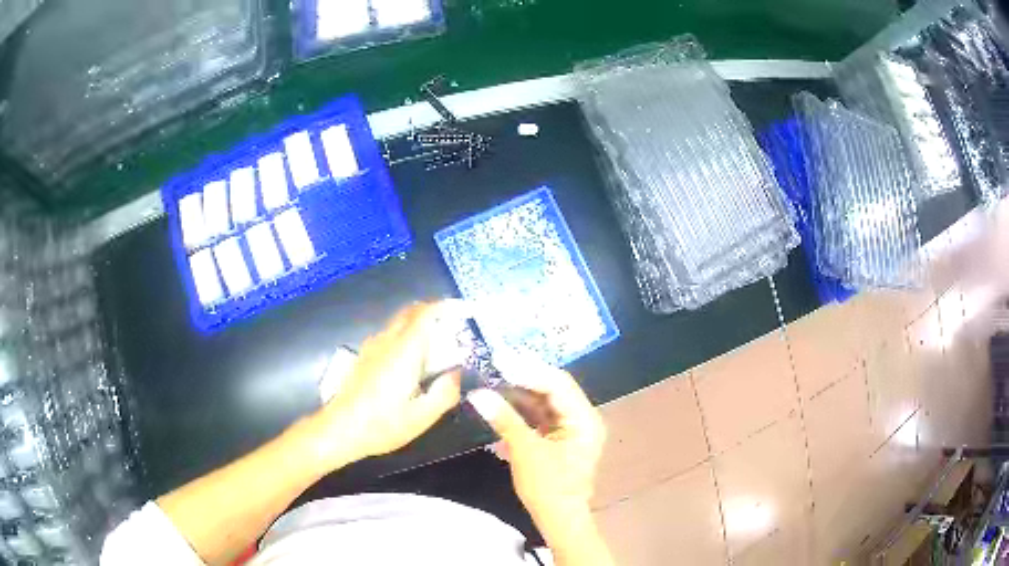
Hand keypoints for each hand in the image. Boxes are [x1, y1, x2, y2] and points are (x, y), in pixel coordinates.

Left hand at [308, 301, 464, 468]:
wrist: (339, 429)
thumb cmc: (382, 425)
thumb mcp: (422, 417)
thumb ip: (445, 392)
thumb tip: (457, 373)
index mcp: (404, 351)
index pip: (425, 314)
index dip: (445, 307)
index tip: (463, 310)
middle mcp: (387, 341)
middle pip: (410, 312)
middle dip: (433, 312)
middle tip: (452, 328)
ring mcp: (371, 348)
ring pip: (398, 324)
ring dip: (418, 325)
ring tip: (435, 348)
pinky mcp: (363, 357)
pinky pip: (388, 335)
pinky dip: (405, 337)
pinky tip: (409, 363)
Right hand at [467, 352, 605, 532]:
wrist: (558, 518)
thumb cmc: (547, 487)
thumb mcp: (525, 451)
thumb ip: (504, 419)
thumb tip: (478, 394)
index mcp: (584, 419)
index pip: (557, 383)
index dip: (528, 370)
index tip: (499, 360)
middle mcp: (583, 418)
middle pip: (553, 389)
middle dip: (523, 377)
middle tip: (494, 365)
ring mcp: (572, 428)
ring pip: (545, 401)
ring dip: (520, 392)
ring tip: (492, 380)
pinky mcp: (560, 437)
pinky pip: (542, 415)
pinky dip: (522, 409)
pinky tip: (502, 402)